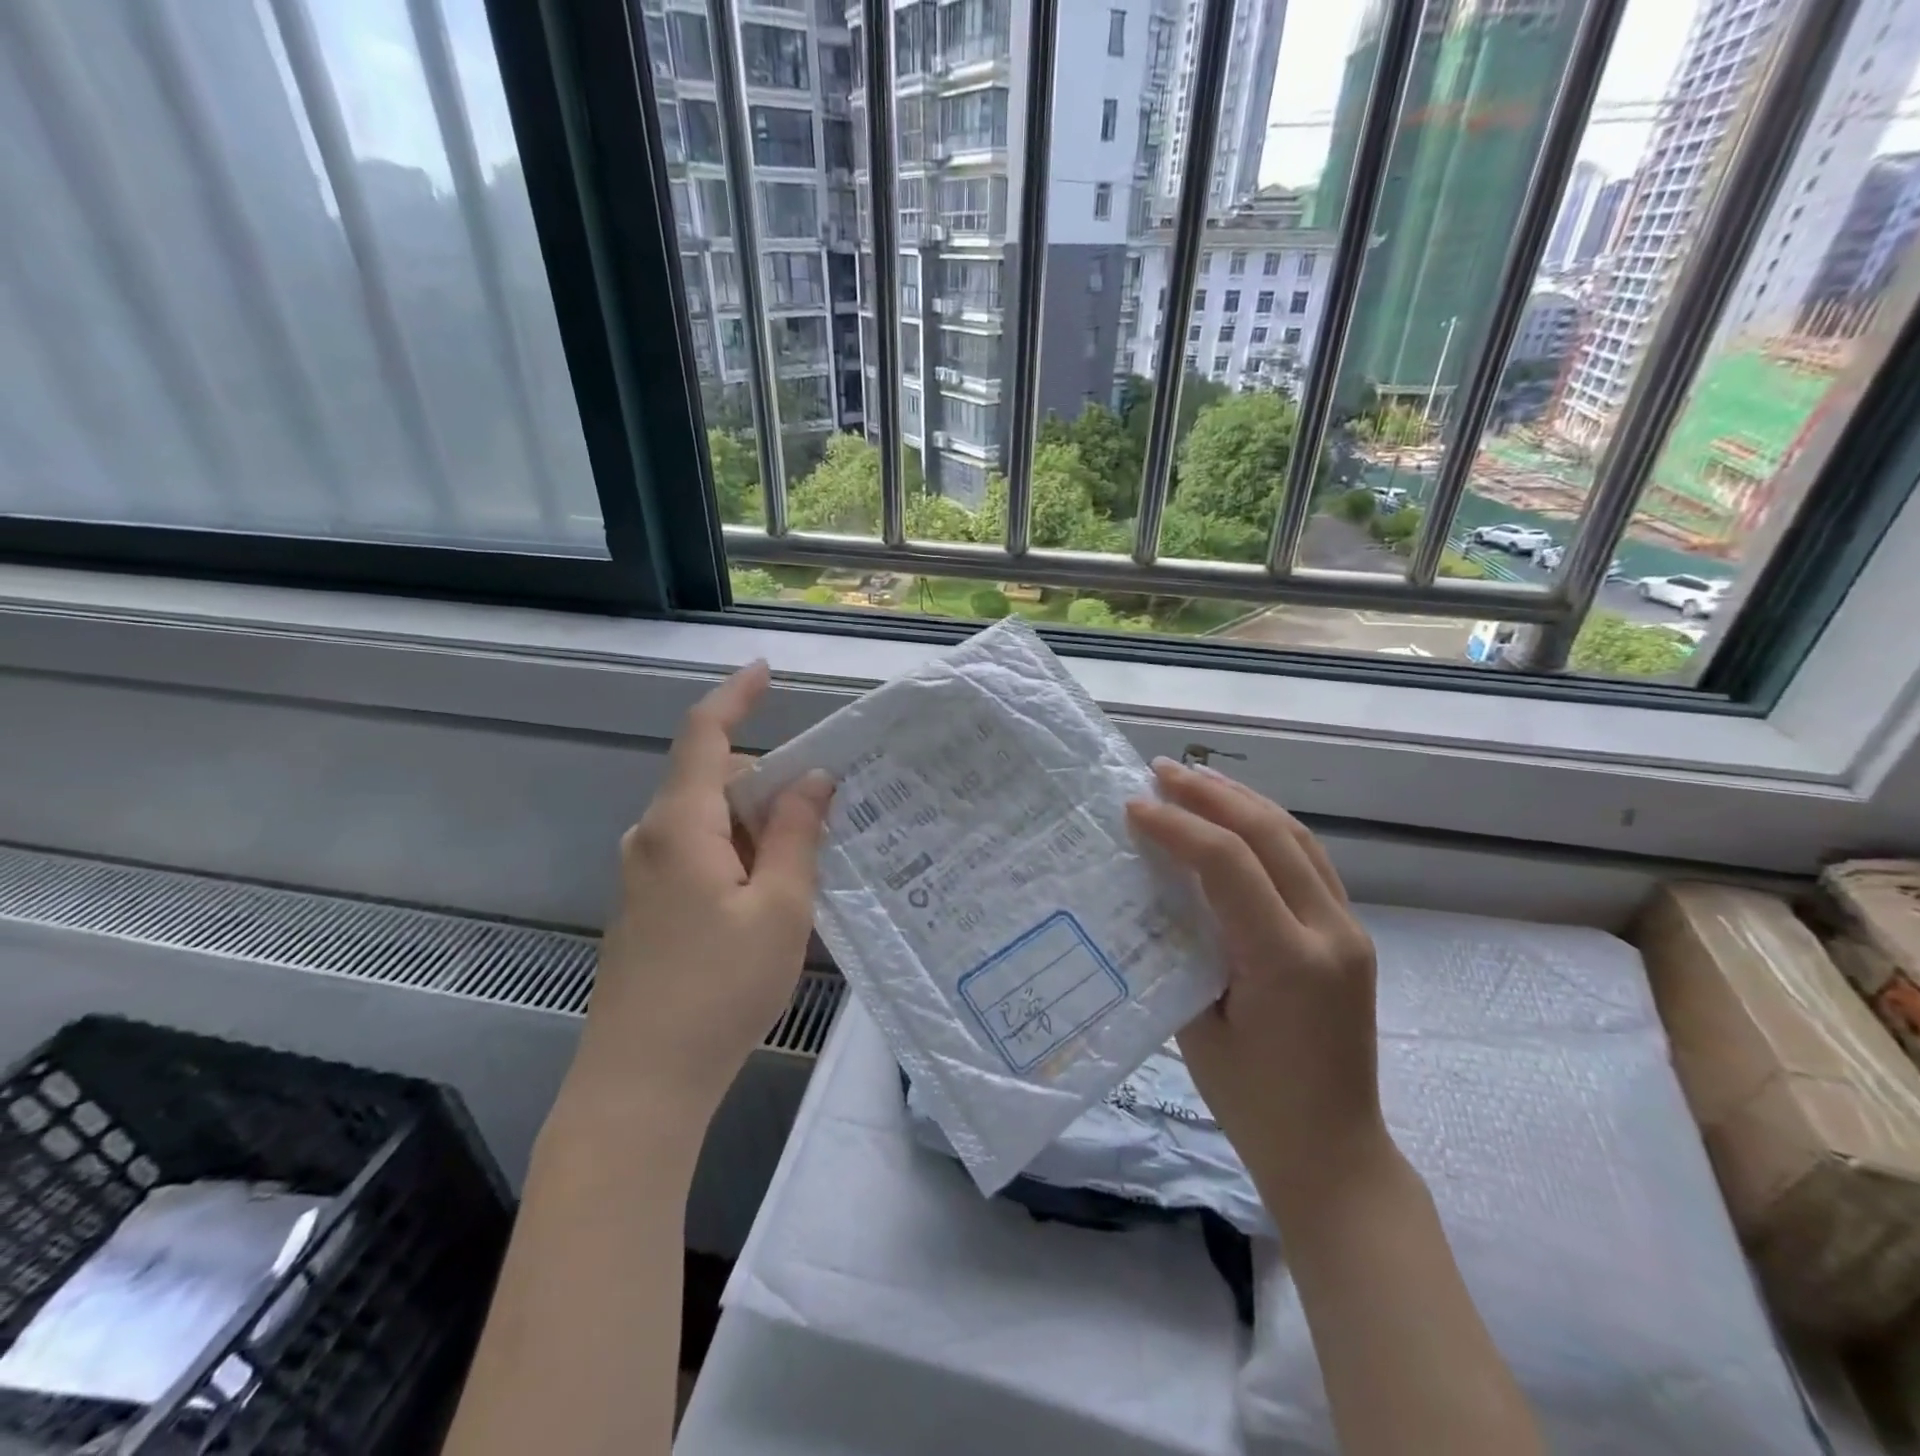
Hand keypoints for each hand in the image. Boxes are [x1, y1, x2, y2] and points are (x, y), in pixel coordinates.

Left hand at [569, 662, 833, 1126]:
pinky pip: (696, 854)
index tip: (765, 671)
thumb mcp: (780, 907)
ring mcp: (642, 876)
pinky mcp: (646, 908)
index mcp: (680, 825)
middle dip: (769, 782)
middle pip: (714, 780)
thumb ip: (796, 834)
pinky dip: (736, 854)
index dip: (735, 696)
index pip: (705, 735)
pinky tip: (769, 897)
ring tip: (807, 864)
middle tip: (826, 811)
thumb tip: (814, 779)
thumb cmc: (718, 989)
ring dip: (756, 825)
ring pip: (708, 821)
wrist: (640, 1084)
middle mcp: (651, 839)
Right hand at [1126, 758, 1386, 1216]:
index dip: (1178, 825)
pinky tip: (1238, 819)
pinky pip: (1309, 862)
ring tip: (1196, 779)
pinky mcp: (1350, 936)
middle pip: (1269, 834)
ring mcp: (1349, 931)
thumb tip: (1158, 888)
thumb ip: (1183, 947)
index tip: (1133, 806)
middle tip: (1162, 770)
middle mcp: (1330, 933)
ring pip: (1297, 838)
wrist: (1335, 1154)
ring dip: (1243, 801)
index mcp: (1287, 960)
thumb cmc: (1252, 1103)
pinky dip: (1268, 829)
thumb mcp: (1196, 1024)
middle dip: (1211, 794)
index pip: (1229, 864)